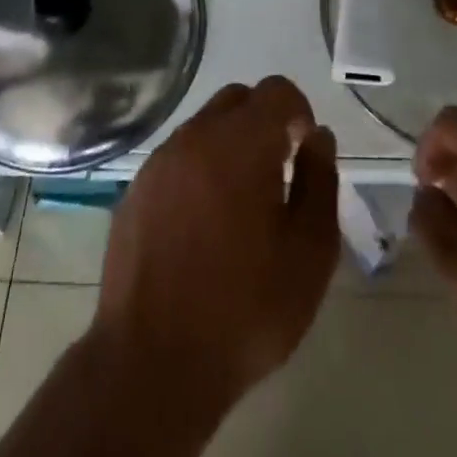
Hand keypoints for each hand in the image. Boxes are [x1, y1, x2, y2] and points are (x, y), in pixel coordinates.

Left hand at [89, 76, 340, 416]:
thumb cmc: (245, 311)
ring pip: (204, 127)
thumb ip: (320, 183)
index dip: (299, 111)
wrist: (152, 365)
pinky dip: (198, 170)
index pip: (277, 91)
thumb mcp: (309, 254)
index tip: (304, 152)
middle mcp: (196, 136)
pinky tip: (202, 224)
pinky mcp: (136, 189)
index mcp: (241, 143)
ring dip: (229, 146)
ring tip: (240, 204)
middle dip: (263, 122)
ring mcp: (160, 161)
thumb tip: (318, 138)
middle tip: (277, 173)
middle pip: (238, 100)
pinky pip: (177, 158)